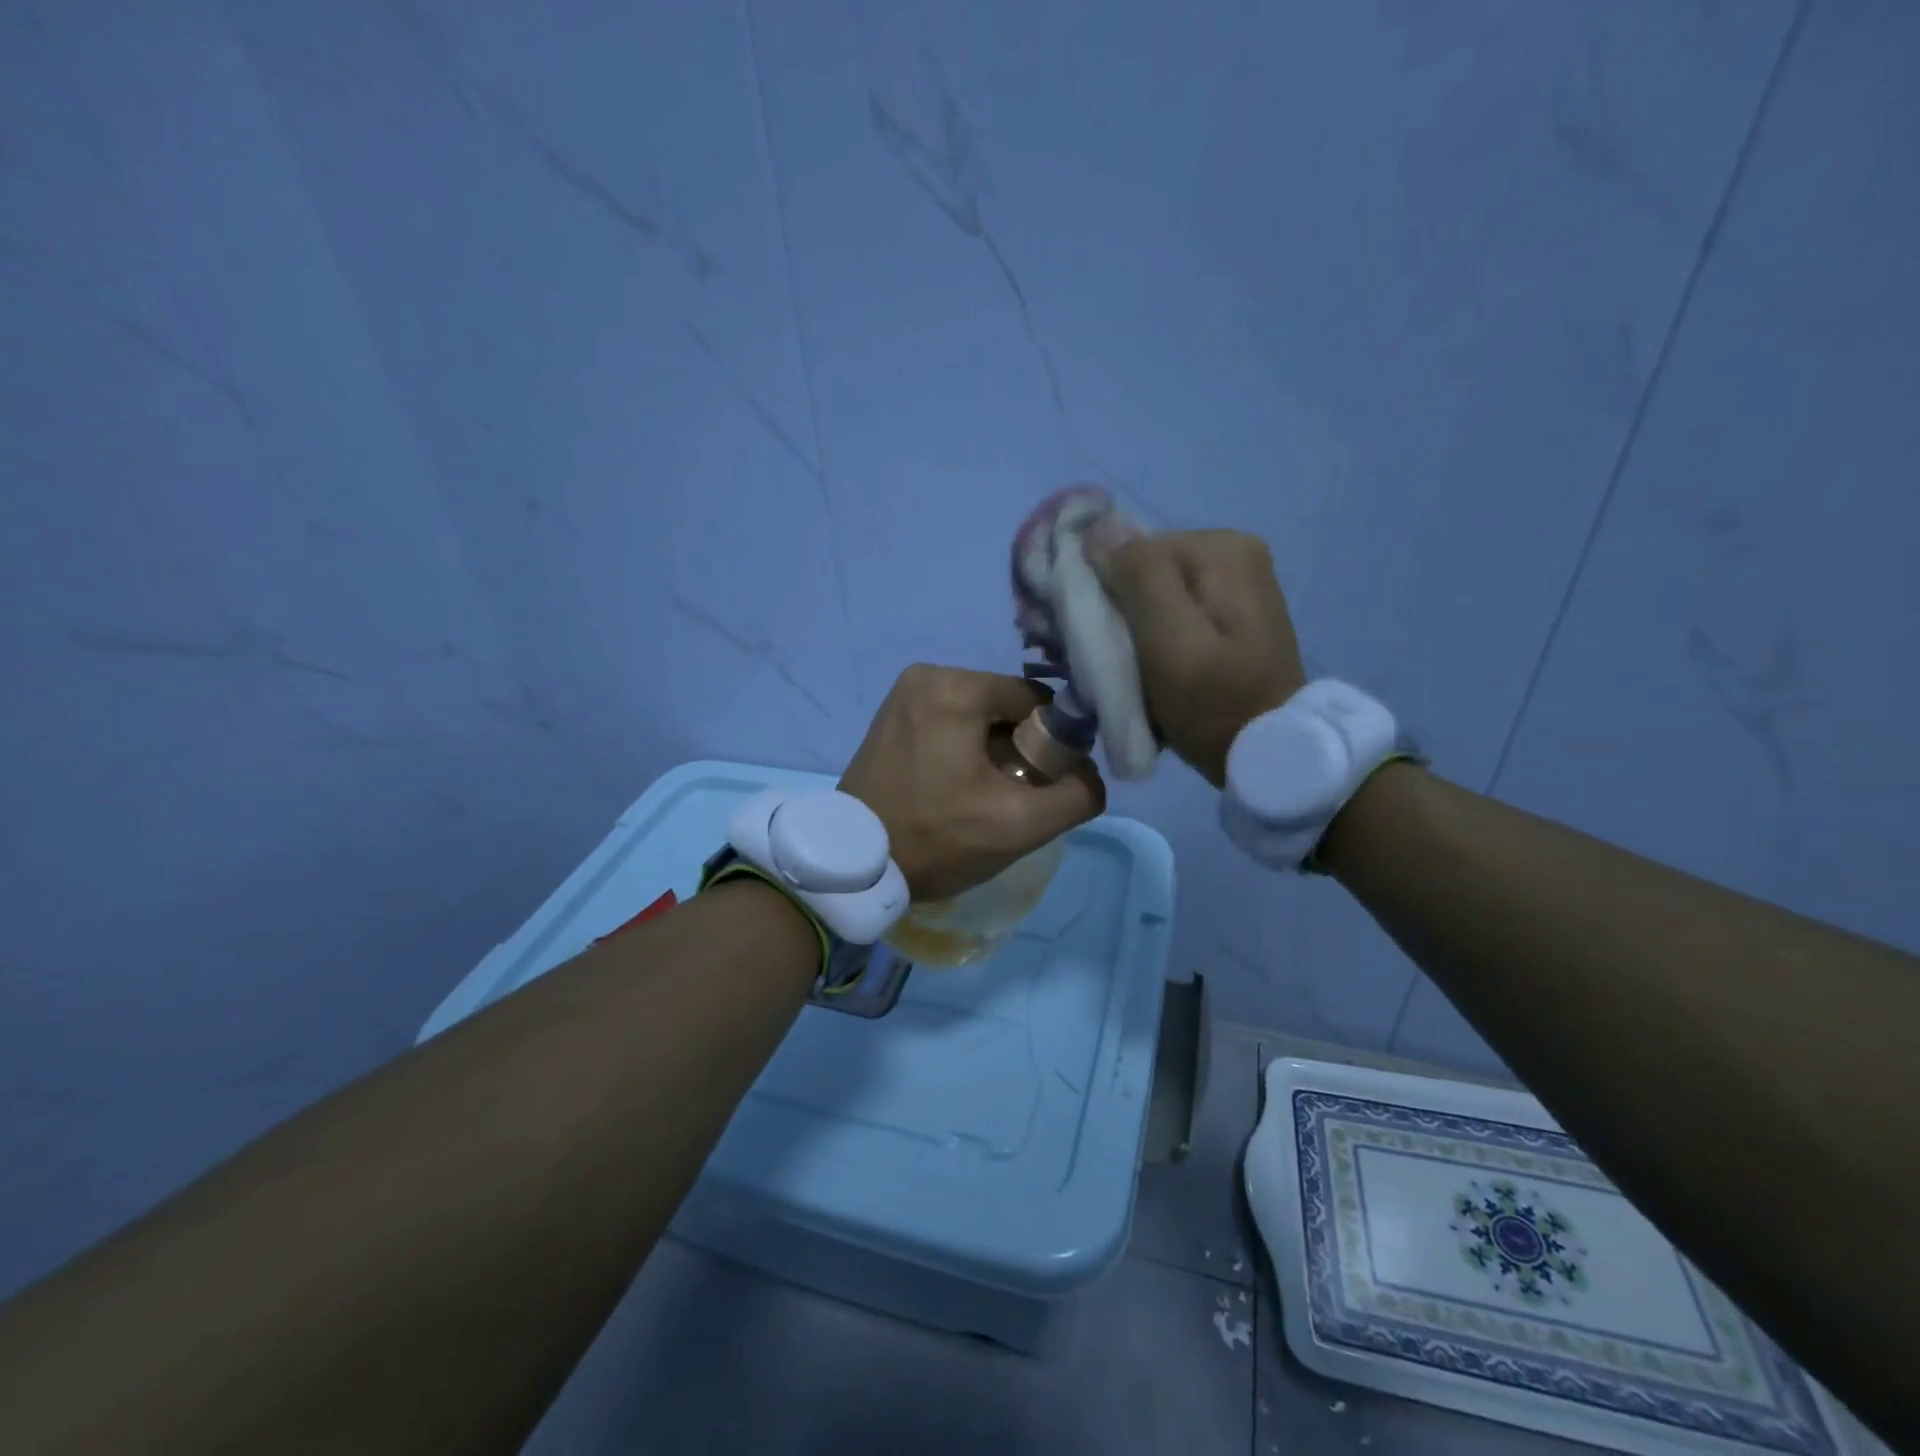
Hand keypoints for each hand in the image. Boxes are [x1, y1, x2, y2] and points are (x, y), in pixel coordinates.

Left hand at [840, 665, 1105, 900]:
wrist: (853, 865)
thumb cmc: (936, 839)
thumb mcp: (1020, 825)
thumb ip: (1076, 795)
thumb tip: (1090, 776)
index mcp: (956, 686)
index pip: (1036, 701)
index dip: (1053, 743)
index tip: (1043, 784)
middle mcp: (927, 675)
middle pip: (1006, 707)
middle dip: (1021, 748)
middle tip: (1011, 794)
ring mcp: (902, 694)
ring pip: (978, 716)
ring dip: (993, 751)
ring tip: (981, 796)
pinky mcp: (890, 716)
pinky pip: (948, 722)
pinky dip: (963, 749)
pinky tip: (956, 787)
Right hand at [1088, 530, 1306, 787]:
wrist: (1268, 753)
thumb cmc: (1214, 702)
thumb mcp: (1170, 642)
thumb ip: (1138, 578)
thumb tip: (1098, 528)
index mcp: (1221, 548)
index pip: (1130, 551)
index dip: (1102, 592)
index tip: (1093, 641)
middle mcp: (1232, 551)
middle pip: (1142, 571)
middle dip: (1116, 610)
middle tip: (1108, 660)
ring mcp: (1234, 581)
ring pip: (1152, 592)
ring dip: (1130, 626)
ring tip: (1127, 668)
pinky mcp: (1230, 611)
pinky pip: (1171, 609)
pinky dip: (1151, 634)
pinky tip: (1149, 664)